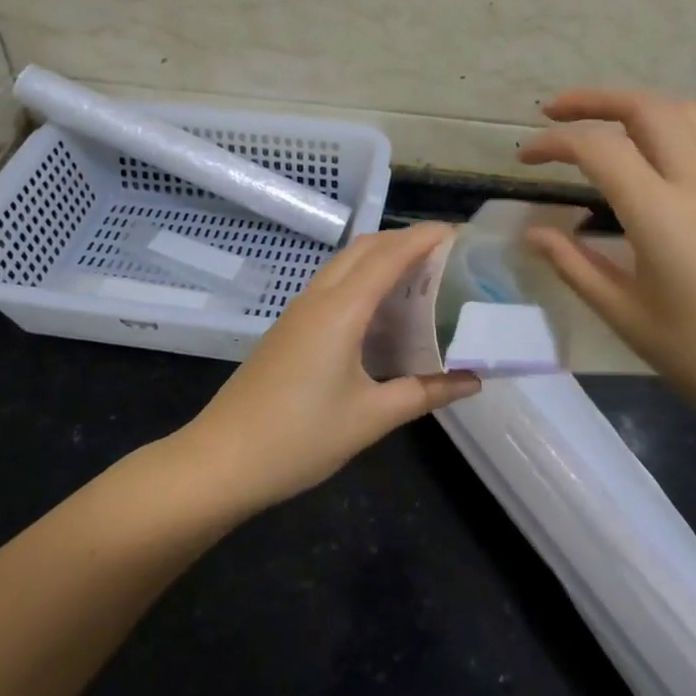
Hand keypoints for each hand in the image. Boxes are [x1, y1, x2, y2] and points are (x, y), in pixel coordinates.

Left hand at [177, 223, 480, 512]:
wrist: (221, 460)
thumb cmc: (300, 438)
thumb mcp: (371, 417)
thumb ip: (425, 392)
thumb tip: (473, 380)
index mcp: (341, 309)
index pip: (390, 254)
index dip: (426, 238)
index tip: (461, 235)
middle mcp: (319, 297)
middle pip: (366, 247)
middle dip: (406, 240)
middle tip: (447, 256)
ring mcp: (300, 311)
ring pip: (346, 263)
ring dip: (383, 257)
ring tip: (422, 277)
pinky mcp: (290, 328)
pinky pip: (333, 284)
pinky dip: (364, 279)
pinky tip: (383, 312)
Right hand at [517, 88, 695, 445]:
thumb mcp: (630, 319)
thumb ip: (576, 267)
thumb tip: (535, 233)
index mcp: (661, 214)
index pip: (597, 150)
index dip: (554, 144)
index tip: (526, 158)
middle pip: (646, 108)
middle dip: (594, 100)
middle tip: (555, 113)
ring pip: (687, 112)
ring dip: (639, 105)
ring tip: (607, 122)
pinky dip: (684, 126)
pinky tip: (671, 150)